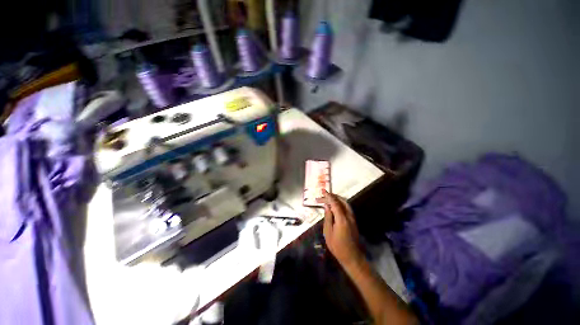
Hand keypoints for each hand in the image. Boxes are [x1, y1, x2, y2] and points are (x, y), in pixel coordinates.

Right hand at [318, 190, 363, 267]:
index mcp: (342, 219)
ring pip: (345, 203)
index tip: (323, 191)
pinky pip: (346, 207)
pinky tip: (334, 205)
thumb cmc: (337, 247)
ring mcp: (352, 218)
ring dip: (336, 199)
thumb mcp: (328, 232)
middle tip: (322, 196)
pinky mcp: (353, 220)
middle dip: (331, 197)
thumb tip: (326, 206)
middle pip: (341, 201)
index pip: (335, 203)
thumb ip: (328, 217)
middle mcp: (349, 216)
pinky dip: (339, 203)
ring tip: (327, 198)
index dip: (328, 196)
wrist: (352, 257)